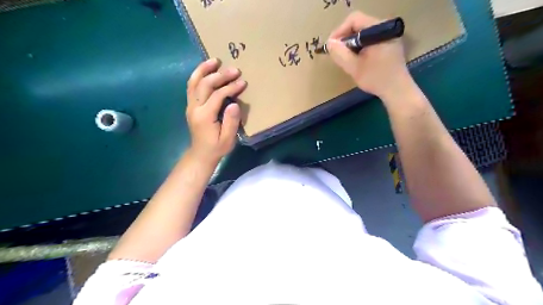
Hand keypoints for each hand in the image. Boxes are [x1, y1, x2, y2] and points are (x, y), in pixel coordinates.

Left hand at [186, 57, 247, 163]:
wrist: (201, 154)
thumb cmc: (216, 148)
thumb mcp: (227, 139)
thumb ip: (231, 122)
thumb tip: (234, 104)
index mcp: (205, 116)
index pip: (217, 95)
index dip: (231, 87)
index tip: (242, 82)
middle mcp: (194, 108)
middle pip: (205, 84)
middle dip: (220, 75)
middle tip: (234, 69)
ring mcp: (190, 105)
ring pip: (193, 82)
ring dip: (204, 69)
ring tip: (215, 60)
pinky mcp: (190, 105)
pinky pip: (191, 86)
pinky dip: (198, 75)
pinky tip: (206, 70)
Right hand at [326, 12, 411, 97]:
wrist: (397, 90)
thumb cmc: (376, 79)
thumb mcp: (354, 68)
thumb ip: (340, 54)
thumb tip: (330, 43)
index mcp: (379, 29)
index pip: (354, 20)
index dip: (339, 31)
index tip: (332, 47)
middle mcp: (385, 27)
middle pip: (359, 25)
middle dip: (345, 39)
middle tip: (338, 54)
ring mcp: (389, 35)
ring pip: (363, 32)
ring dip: (352, 44)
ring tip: (346, 58)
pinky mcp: (389, 43)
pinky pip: (370, 39)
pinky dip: (360, 46)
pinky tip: (357, 59)